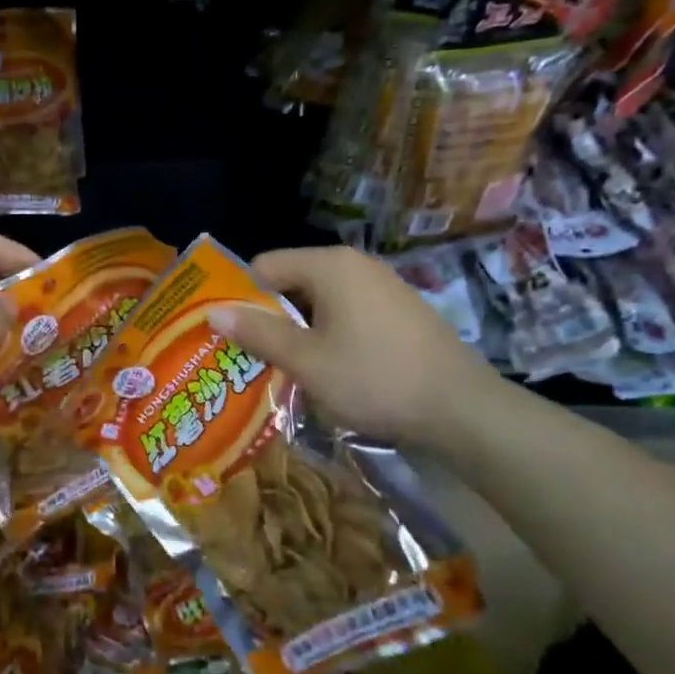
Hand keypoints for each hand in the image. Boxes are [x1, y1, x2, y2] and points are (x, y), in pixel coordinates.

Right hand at [209, 245, 503, 449]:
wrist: (461, 409)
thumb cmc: (374, 379)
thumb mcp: (306, 360)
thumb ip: (257, 333)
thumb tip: (213, 312)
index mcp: (329, 266)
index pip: (264, 267)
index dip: (241, 298)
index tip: (231, 335)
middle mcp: (355, 264)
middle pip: (292, 281)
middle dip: (270, 316)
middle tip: (253, 357)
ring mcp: (382, 285)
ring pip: (320, 299)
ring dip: (299, 328)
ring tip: (288, 367)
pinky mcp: (400, 309)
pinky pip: (347, 311)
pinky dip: (329, 332)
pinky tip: (331, 367)